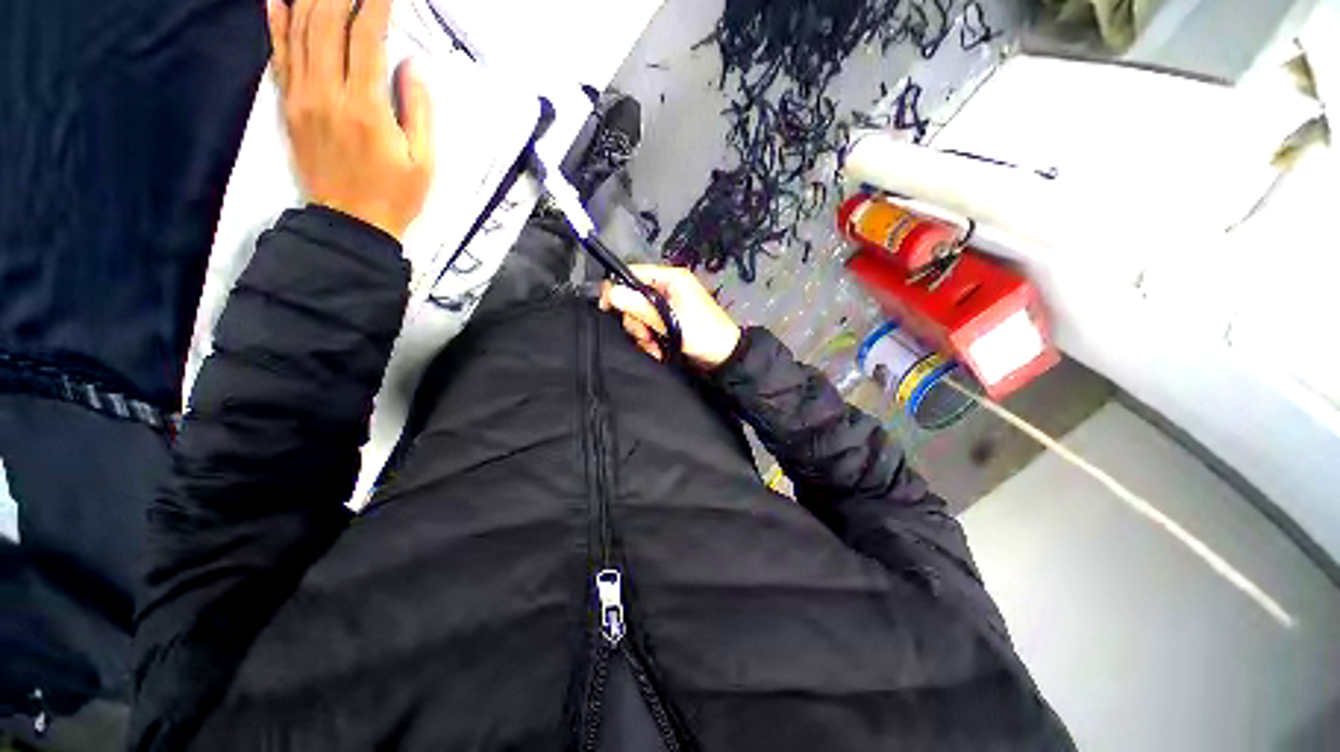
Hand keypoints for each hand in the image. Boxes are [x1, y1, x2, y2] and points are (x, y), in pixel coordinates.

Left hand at [267, 0, 433, 239]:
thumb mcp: (423, 162)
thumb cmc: (395, 195)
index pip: (366, 37)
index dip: (375, 5)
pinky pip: (279, 56)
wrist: (351, 224)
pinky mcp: (289, 106)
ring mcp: (302, 97)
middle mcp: (327, 92)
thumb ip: (419, 111)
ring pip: (299, 32)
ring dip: (312, 1)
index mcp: (365, 107)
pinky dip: (277, 24)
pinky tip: (279, 1)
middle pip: (326, 24)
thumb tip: (412, 65)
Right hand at [599, 265, 741, 368]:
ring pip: (638, 315)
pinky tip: (658, 350)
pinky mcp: (666, 322)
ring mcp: (666, 306)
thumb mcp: (671, 321)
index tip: (608, 309)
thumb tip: (612, 293)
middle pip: (633, 298)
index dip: (618, 289)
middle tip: (646, 336)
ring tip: (655, 346)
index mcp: (671, 279)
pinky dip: (649, 340)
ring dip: (643, 334)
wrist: (724, 358)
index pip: (634, 273)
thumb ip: (641, 307)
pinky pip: (647, 327)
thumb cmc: (704, 335)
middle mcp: (667, 289)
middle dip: (636, 321)